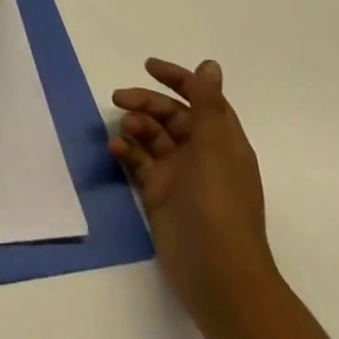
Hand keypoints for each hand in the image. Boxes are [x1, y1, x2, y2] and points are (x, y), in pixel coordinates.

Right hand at [111, 58, 274, 325]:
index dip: (177, 79)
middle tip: (119, 99)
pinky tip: (115, 150)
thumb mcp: (216, 147)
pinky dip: (126, 151)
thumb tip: (209, 65)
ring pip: (151, 137)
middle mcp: (201, 154)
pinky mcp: (157, 193)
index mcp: (222, 141)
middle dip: (146, 103)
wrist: (216, 272)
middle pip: (170, 115)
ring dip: (135, 127)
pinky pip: (137, 162)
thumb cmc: (220, 204)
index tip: (147, 66)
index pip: (200, 99)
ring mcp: (178, 175)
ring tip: (124, 132)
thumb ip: (208, 104)